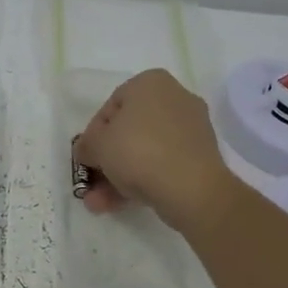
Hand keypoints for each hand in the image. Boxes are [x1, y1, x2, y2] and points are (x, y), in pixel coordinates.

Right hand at [73, 68, 239, 235]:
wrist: (192, 189)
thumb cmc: (139, 151)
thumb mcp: (97, 145)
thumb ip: (86, 145)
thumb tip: (87, 152)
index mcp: (150, 82)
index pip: (111, 106)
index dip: (93, 134)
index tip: (86, 156)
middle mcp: (175, 98)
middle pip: (129, 131)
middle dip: (107, 160)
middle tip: (92, 181)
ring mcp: (191, 129)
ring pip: (145, 151)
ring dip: (119, 176)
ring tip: (98, 203)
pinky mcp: (201, 157)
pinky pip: (163, 164)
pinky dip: (142, 180)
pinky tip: (119, 205)